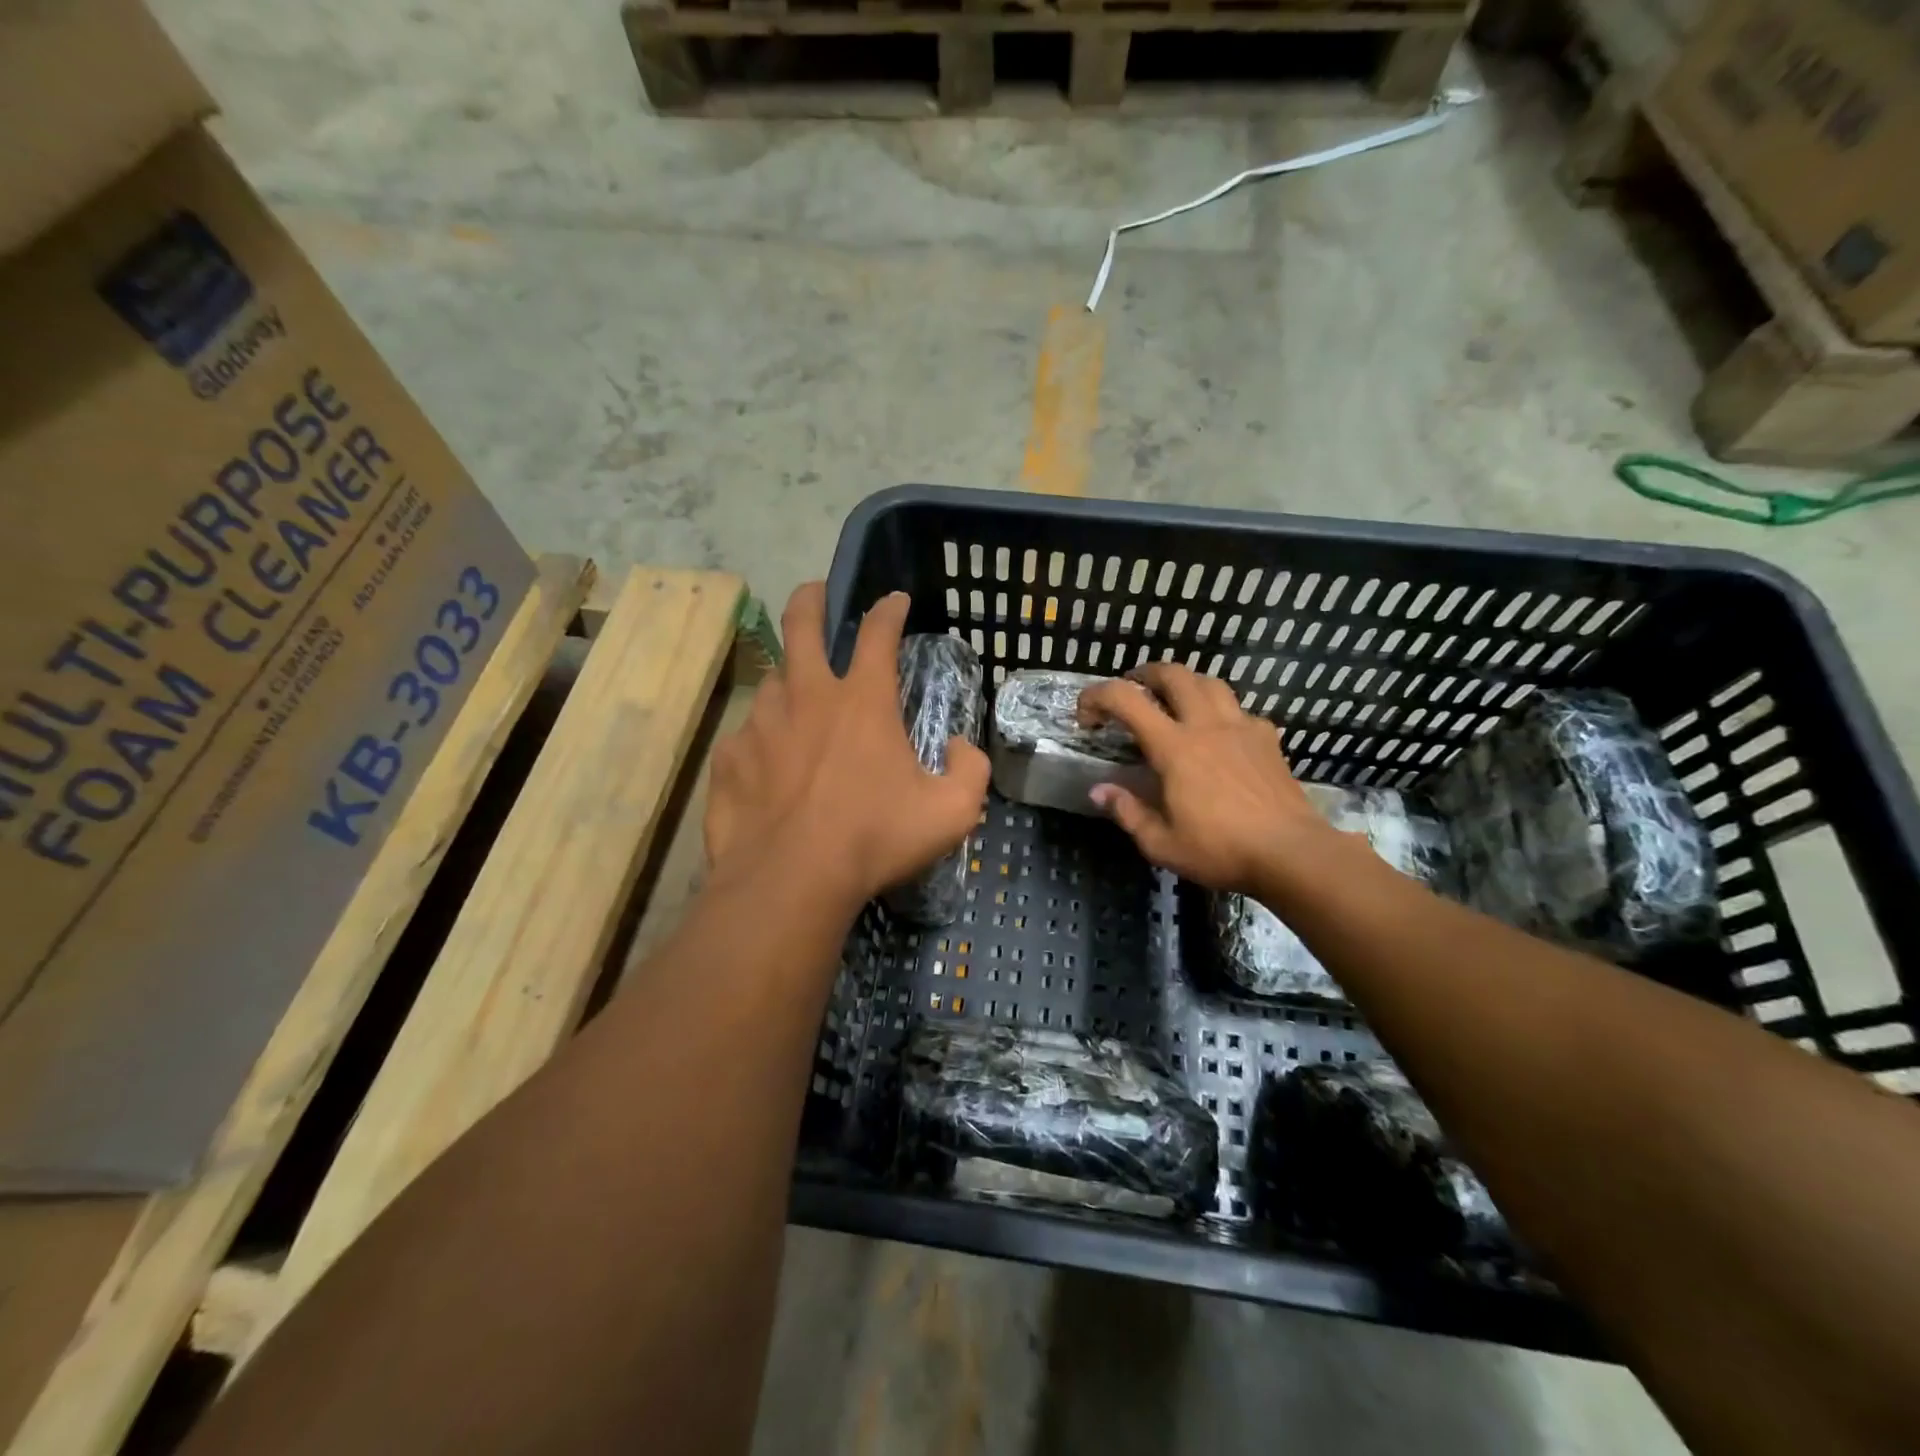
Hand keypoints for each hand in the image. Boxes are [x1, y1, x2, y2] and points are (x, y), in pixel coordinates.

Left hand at [705, 583, 989, 914]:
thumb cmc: (875, 839)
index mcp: (863, 700)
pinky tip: (769, 764)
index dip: (888, 609)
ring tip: (797, 698)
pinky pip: (747, 735)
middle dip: (810, 599)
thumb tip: (959, 747)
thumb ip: (969, 771)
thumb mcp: (951, 812)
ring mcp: (761, 723)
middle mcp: (807, 696)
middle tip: (815, 594)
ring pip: (771, 679)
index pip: (878, 632)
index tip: (894, 601)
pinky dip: (762, 740)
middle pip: (801, 623)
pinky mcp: (730, 757)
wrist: (791, 880)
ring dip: (788, 680)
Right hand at [1078, 663, 1329, 896]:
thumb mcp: (1161, 843)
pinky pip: (1240, 710)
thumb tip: (1099, 790)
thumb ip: (1127, 812)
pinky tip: (1220, 734)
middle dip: (1144, 674)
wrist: (1291, 853)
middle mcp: (1206, 725)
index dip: (1098, 696)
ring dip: (1185, 683)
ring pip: (1210, 682)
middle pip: (1173, 674)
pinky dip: (1221, 712)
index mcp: (1174, 747)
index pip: (1126, 700)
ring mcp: (1241, 727)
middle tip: (1131, 689)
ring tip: (1174, 700)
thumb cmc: (1220, 850)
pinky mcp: (1268, 739)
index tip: (1086, 716)